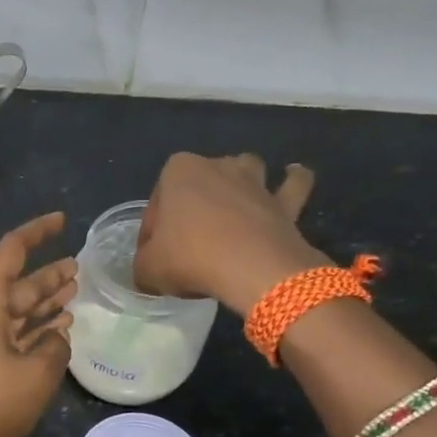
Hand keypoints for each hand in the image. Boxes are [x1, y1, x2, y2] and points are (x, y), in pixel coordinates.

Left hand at [0, 212, 76, 436]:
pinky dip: (30, 331)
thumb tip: (56, 339)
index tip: (62, 220)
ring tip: (73, 292)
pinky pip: (6, 334)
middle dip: (47, 275)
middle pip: (16, 283)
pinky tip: (55, 332)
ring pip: (13, 310)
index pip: (12, 251)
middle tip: (79, 267)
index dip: (38, 232)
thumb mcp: (36, 374)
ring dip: (42, 303)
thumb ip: (55, 348)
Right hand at [132, 153, 321, 314]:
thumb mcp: (147, 269)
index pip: (157, 203)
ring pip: (245, 171)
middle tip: (186, 246)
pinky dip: (293, 182)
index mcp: (178, 171)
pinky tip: (291, 179)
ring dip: (239, 183)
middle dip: (192, 208)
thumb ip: (144, 265)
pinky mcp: (284, 202)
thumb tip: (148, 270)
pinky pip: (292, 185)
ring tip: (232, 209)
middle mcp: (217, 165)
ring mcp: (254, 181)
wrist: (250, 268)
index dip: (151, 232)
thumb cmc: (190, 258)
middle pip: (198, 185)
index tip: (153, 257)